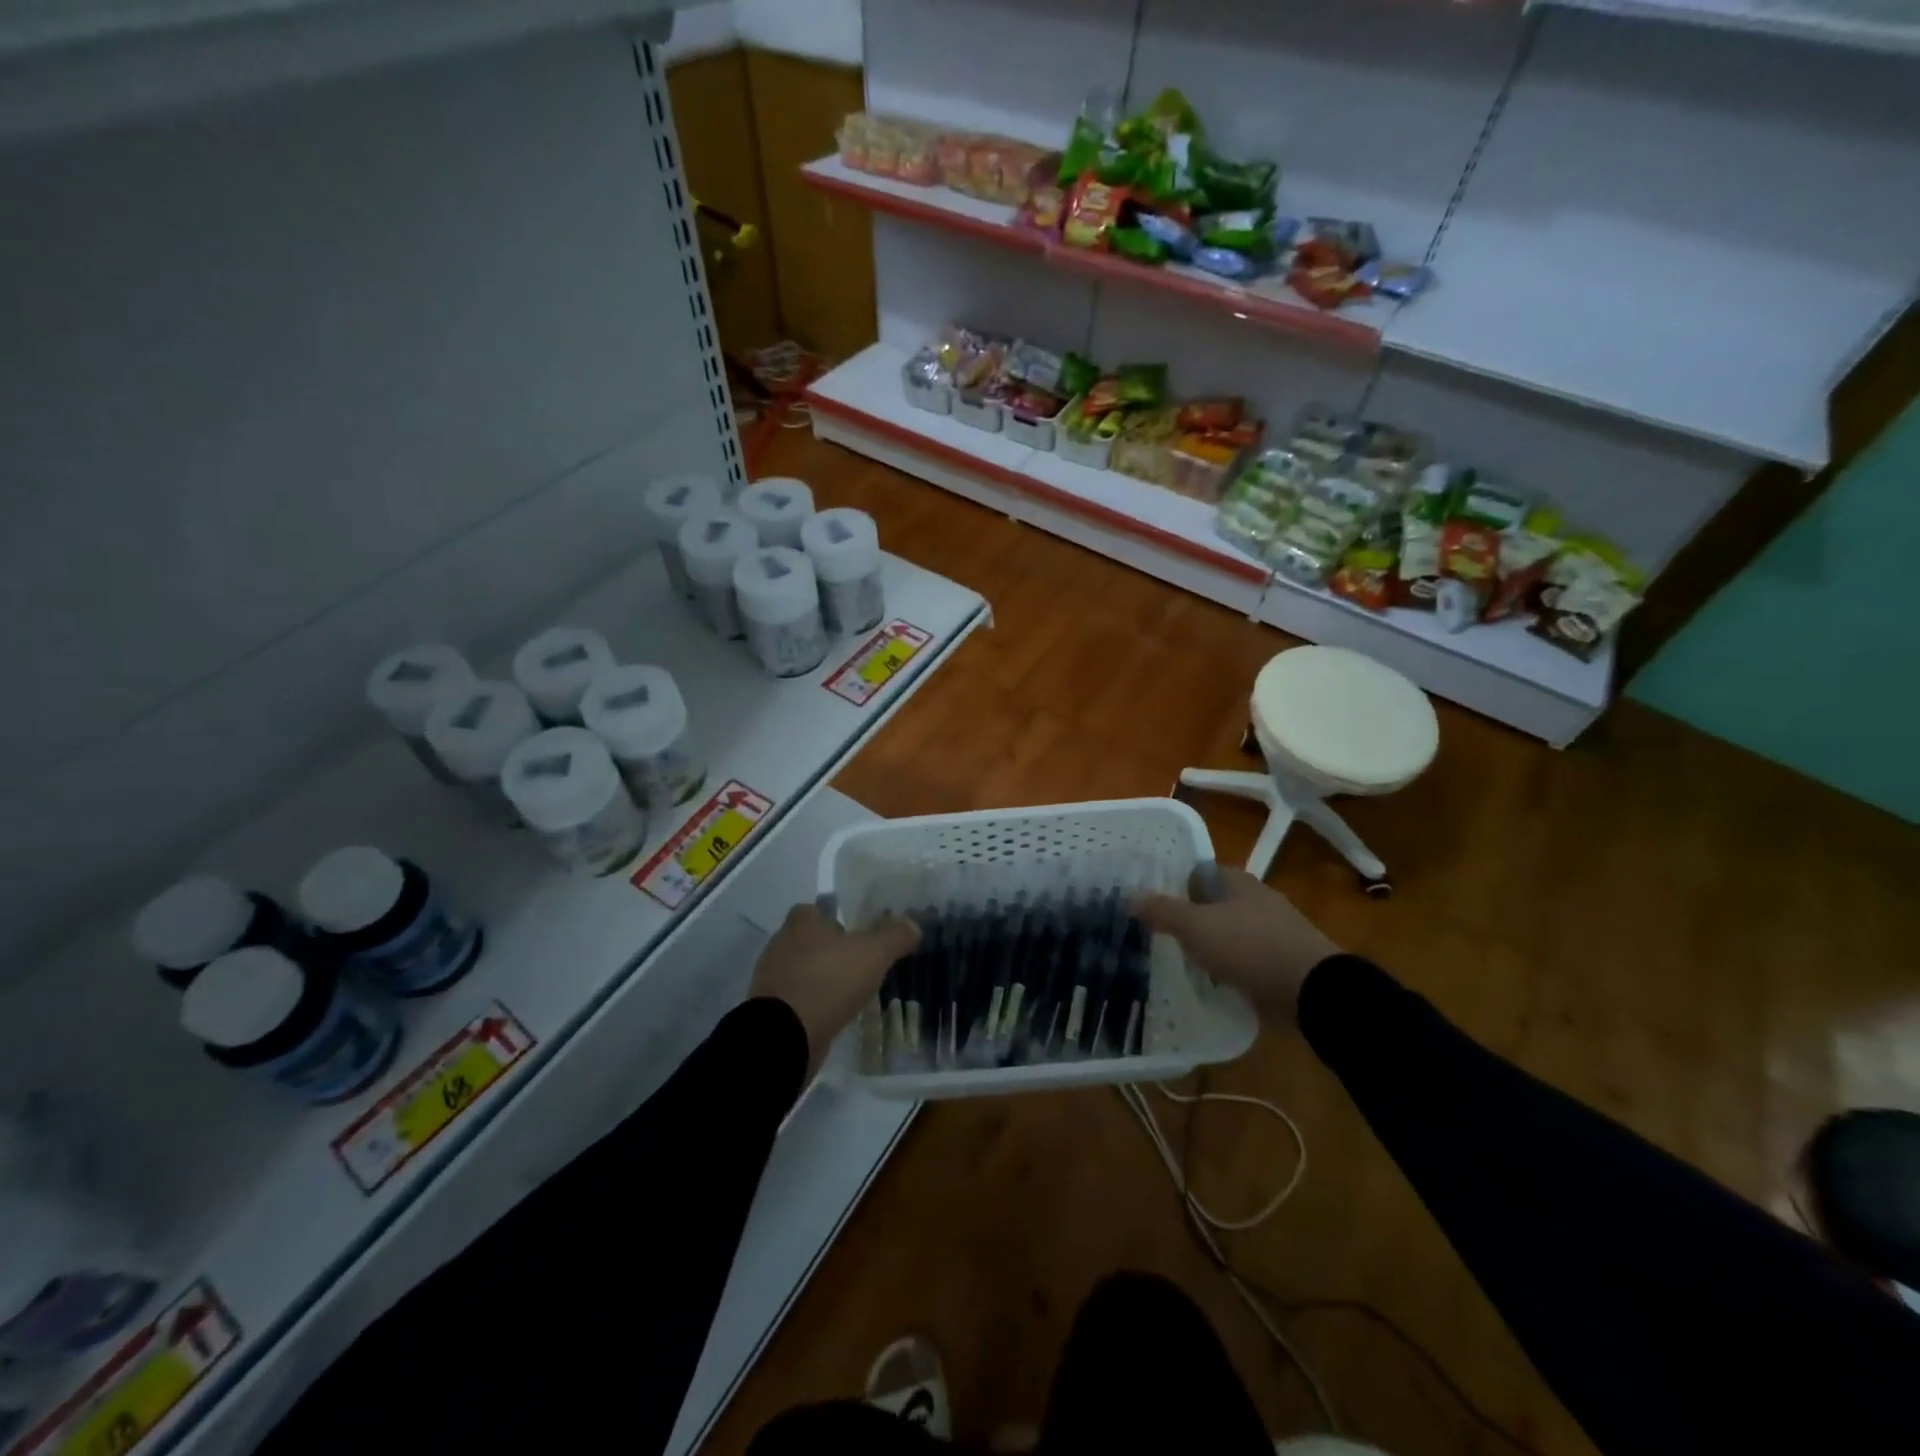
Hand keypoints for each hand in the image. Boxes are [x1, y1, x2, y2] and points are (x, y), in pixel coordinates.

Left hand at [750, 899, 919, 1079]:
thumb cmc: (828, 981)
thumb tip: (913, 923)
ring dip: (822, 978)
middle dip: (831, 950)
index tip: (857, 932)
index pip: (816, 909)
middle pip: (809, 940)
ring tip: (850, 990)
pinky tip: (833, 1013)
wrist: (785, 1035)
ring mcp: (772, 979)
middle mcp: (781, 944)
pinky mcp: (771, 1009)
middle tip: (860, 962)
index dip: (836, 918)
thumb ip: (894, 936)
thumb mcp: (873, 954)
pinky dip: (813, 1003)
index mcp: (801, 922)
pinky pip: (797, 999)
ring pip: (802, 970)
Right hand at [1134, 863, 1339, 1025]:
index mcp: (1238, 881)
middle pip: (1213, 904)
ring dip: (1211, 946)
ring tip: (1184, 964)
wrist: (1314, 991)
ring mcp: (1275, 931)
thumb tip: (1132, 898)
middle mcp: (1258, 899)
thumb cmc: (1250, 947)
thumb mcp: (1196, 927)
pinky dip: (1231, 969)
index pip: (1198, 873)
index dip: (1174, 886)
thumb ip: (1163, 911)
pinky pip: (1247, 960)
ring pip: (1230, 933)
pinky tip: (1216, 984)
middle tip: (1162, 938)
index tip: (1152, 907)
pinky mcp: (1285, 961)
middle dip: (1191, 919)